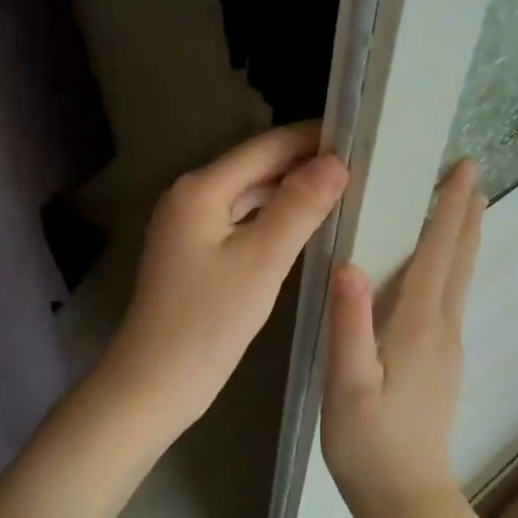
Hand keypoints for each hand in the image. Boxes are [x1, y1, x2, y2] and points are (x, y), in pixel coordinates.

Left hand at [98, 122, 348, 445]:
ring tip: (345, 188)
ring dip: (292, 190)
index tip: (360, 134)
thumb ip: (299, 207)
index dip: (312, 138)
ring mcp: (191, 222)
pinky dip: (274, 216)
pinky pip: (242, 218)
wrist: (155, 382)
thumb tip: (336, 161)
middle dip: (305, 163)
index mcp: (201, 188)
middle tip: (363, 164)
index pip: (266, 147)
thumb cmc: (208, 322)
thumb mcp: (261, 261)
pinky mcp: (196, 249)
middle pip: (257, 167)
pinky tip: (306, 223)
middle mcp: (191, 195)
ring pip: (250, 193)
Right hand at [321, 159, 484, 517]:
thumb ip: (349, 324)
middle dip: (465, 214)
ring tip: (464, 206)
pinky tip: (440, 265)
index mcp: (419, 324)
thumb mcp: (348, 384)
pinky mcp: (441, 361)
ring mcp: (446, 346)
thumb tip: (350, 263)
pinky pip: (449, 296)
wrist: (407, 501)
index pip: (439, 252)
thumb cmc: (370, 443)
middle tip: (470, 173)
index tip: (464, 169)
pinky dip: (451, 264)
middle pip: (458, 259)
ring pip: (458, 277)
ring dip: (462, 237)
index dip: (450, 208)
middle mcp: (442, 327)